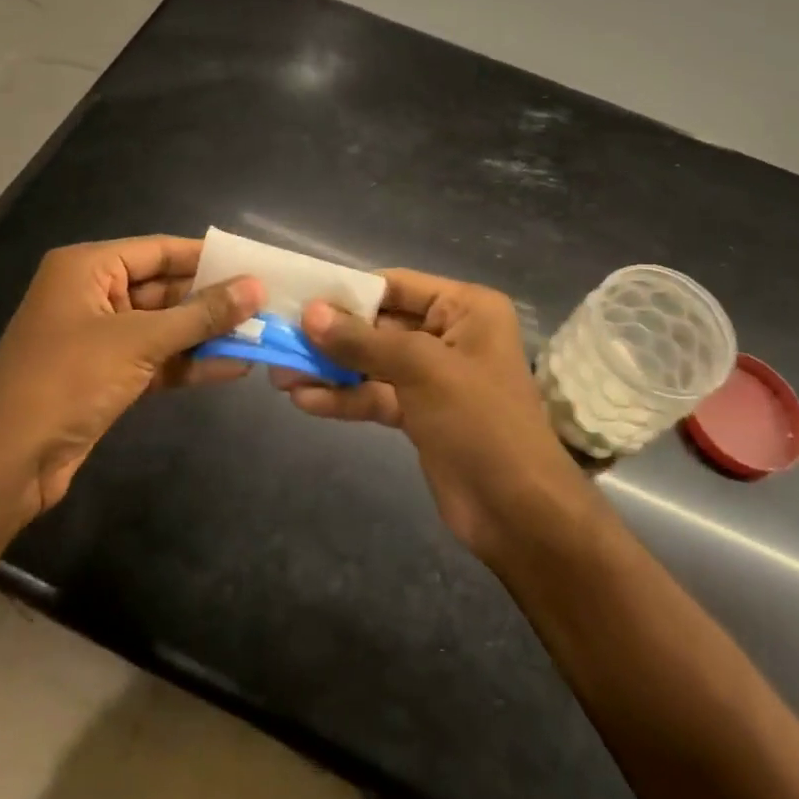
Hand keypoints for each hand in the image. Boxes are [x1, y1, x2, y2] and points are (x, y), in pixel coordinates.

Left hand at [0, 236, 261, 518]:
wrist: (5, 463)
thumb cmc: (67, 380)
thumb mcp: (139, 341)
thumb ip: (200, 315)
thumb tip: (256, 288)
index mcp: (88, 268)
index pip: (159, 250)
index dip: (208, 257)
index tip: (255, 263)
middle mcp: (94, 294)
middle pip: (165, 288)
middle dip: (213, 300)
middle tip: (267, 303)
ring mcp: (100, 337)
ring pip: (165, 327)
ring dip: (207, 334)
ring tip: (262, 335)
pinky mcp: (107, 375)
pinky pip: (157, 359)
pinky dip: (190, 363)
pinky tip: (235, 367)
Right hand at [279, 270, 596, 563]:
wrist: (519, 514)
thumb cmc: (480, 422)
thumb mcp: (421, 369)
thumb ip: (362, 341)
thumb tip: (309, 313)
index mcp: (466, 308)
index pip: (396, 284)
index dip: (348, 290)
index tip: (299, 295)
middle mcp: (450, 334)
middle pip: (379, 325)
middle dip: (332, 335)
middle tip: (281, 336)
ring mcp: (433, 377)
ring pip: (372, 363)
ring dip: (330, 369)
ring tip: (279, 373)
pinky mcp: (419, 414)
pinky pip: (375, 395)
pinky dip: (343, 398)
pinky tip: (303, 400)